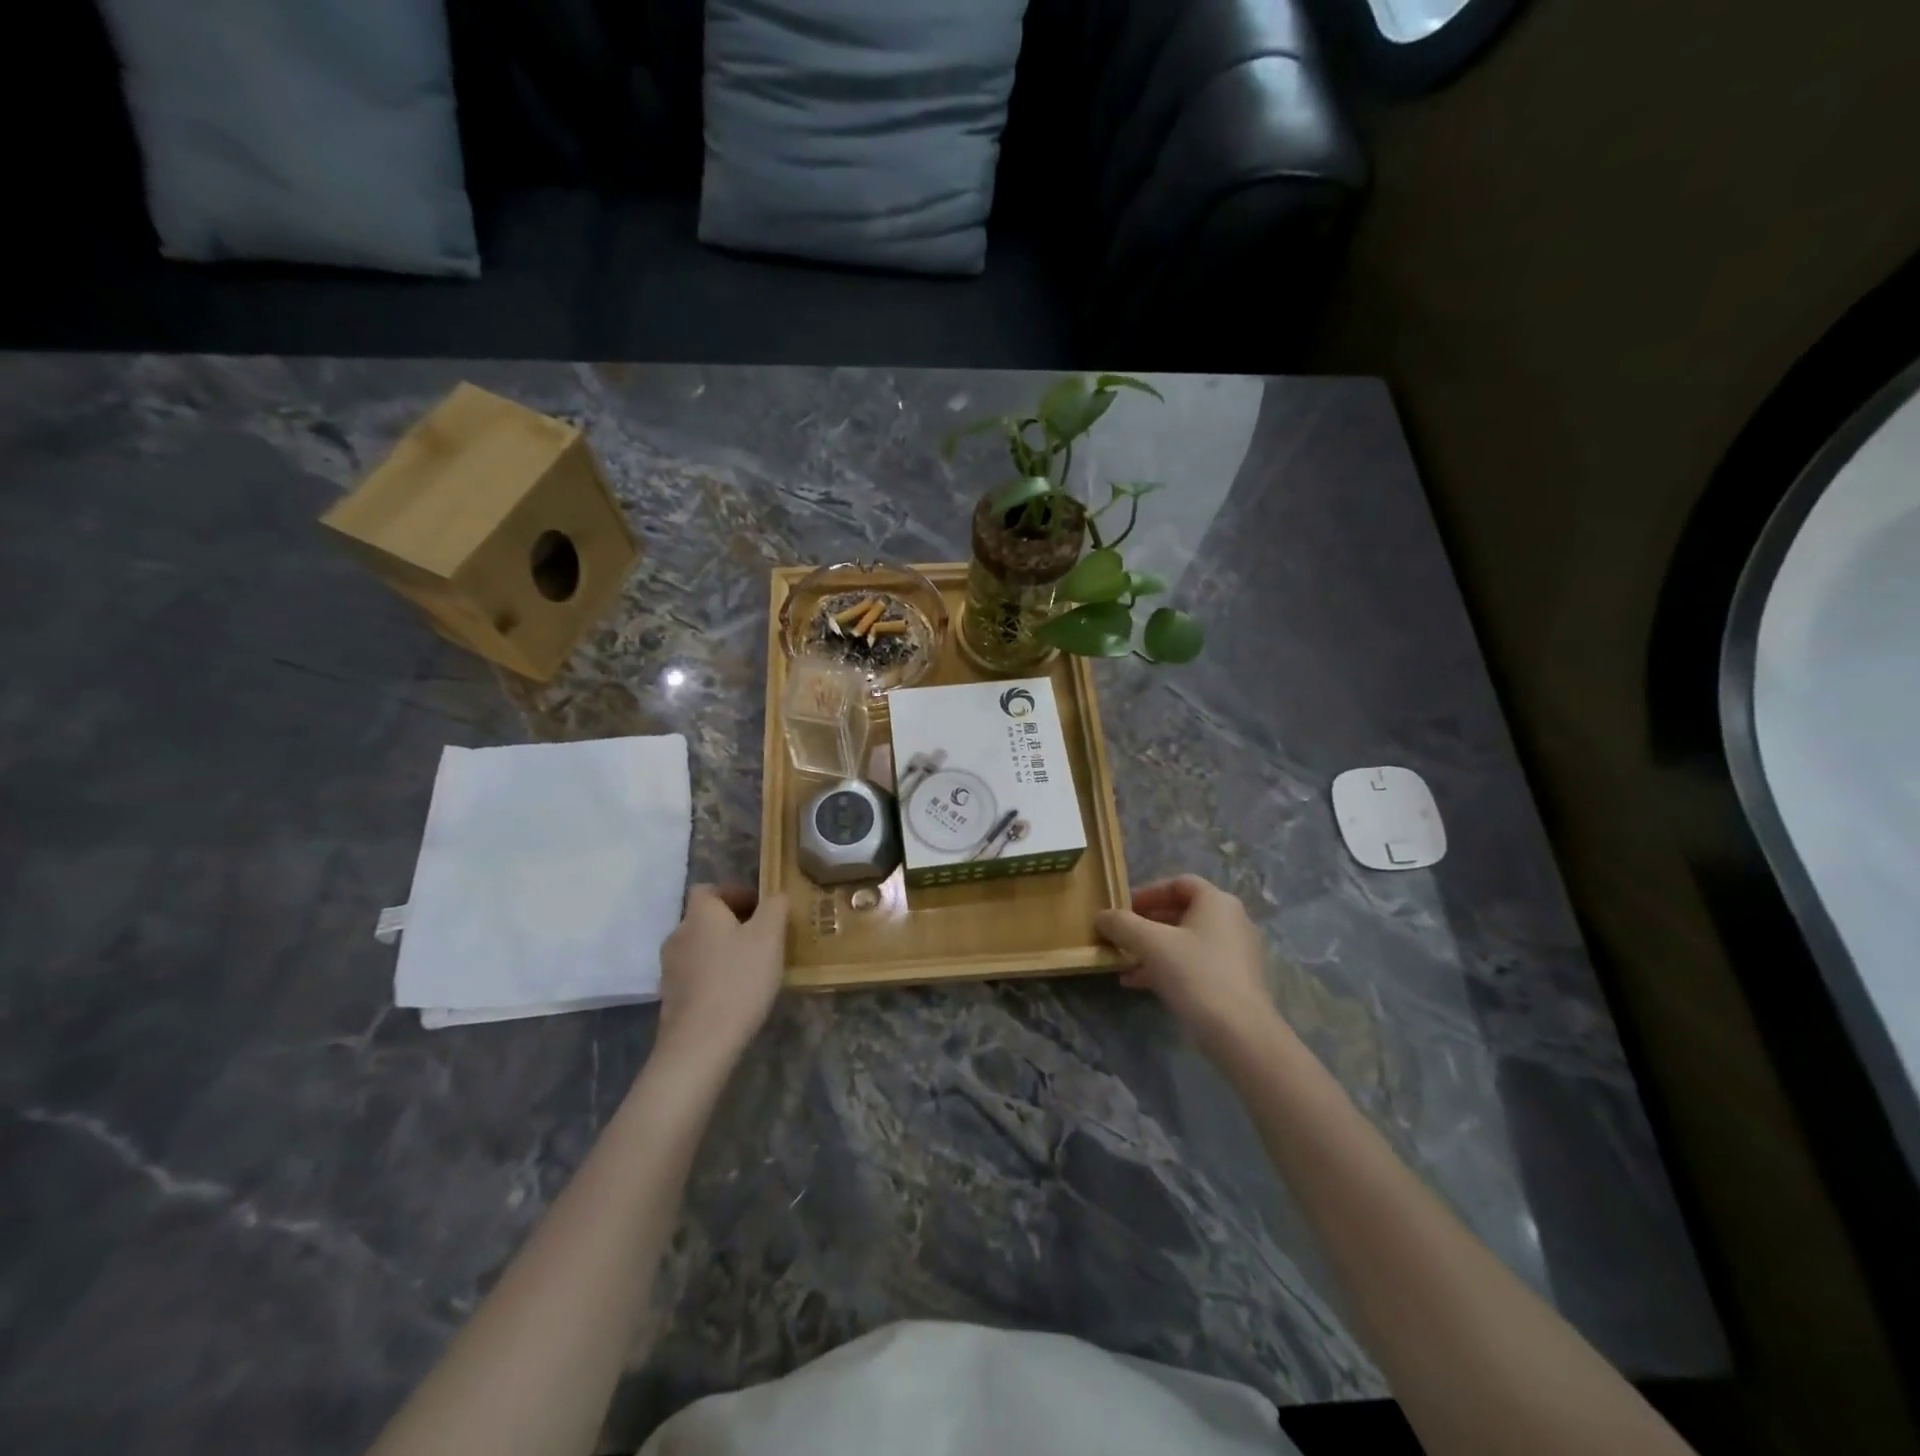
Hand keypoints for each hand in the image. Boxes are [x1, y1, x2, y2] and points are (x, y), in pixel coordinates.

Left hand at [655, 885, 788, 1069]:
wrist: (700, 1042)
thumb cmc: (739, 979)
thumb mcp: (770, 936)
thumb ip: (775, 907)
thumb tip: (776, 895)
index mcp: (700, 914)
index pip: (709, 889)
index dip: (735, 893)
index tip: (761, 909)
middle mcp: (679, 934)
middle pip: (705, 918)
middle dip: (732, 923)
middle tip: (763, 938)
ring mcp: (670, 968)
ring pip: (700, 946)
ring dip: (723, 950)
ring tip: (751, 967)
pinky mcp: (670, 996)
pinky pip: (695, 973)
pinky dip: (713, 975)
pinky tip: (735, 992)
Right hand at [1094, 875, 1277, 1057]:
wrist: (1240, 1033)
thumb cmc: (1195, 974)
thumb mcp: (1150, 944)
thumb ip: (1122, 924)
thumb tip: (1101, 916)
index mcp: (1217, 902)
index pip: (1179, 883)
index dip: (1147, 892)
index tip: (1123, 908)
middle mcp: (1231, 921)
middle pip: (1181, 912)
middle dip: (1146, 924)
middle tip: (1121, 935)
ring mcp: (1235, 953)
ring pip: (1186, 941)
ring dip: (1153, 948)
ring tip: (1123, 961)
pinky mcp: (1234, 982)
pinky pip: (1195, 964)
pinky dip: (1167, 967)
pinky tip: (1139, 983)